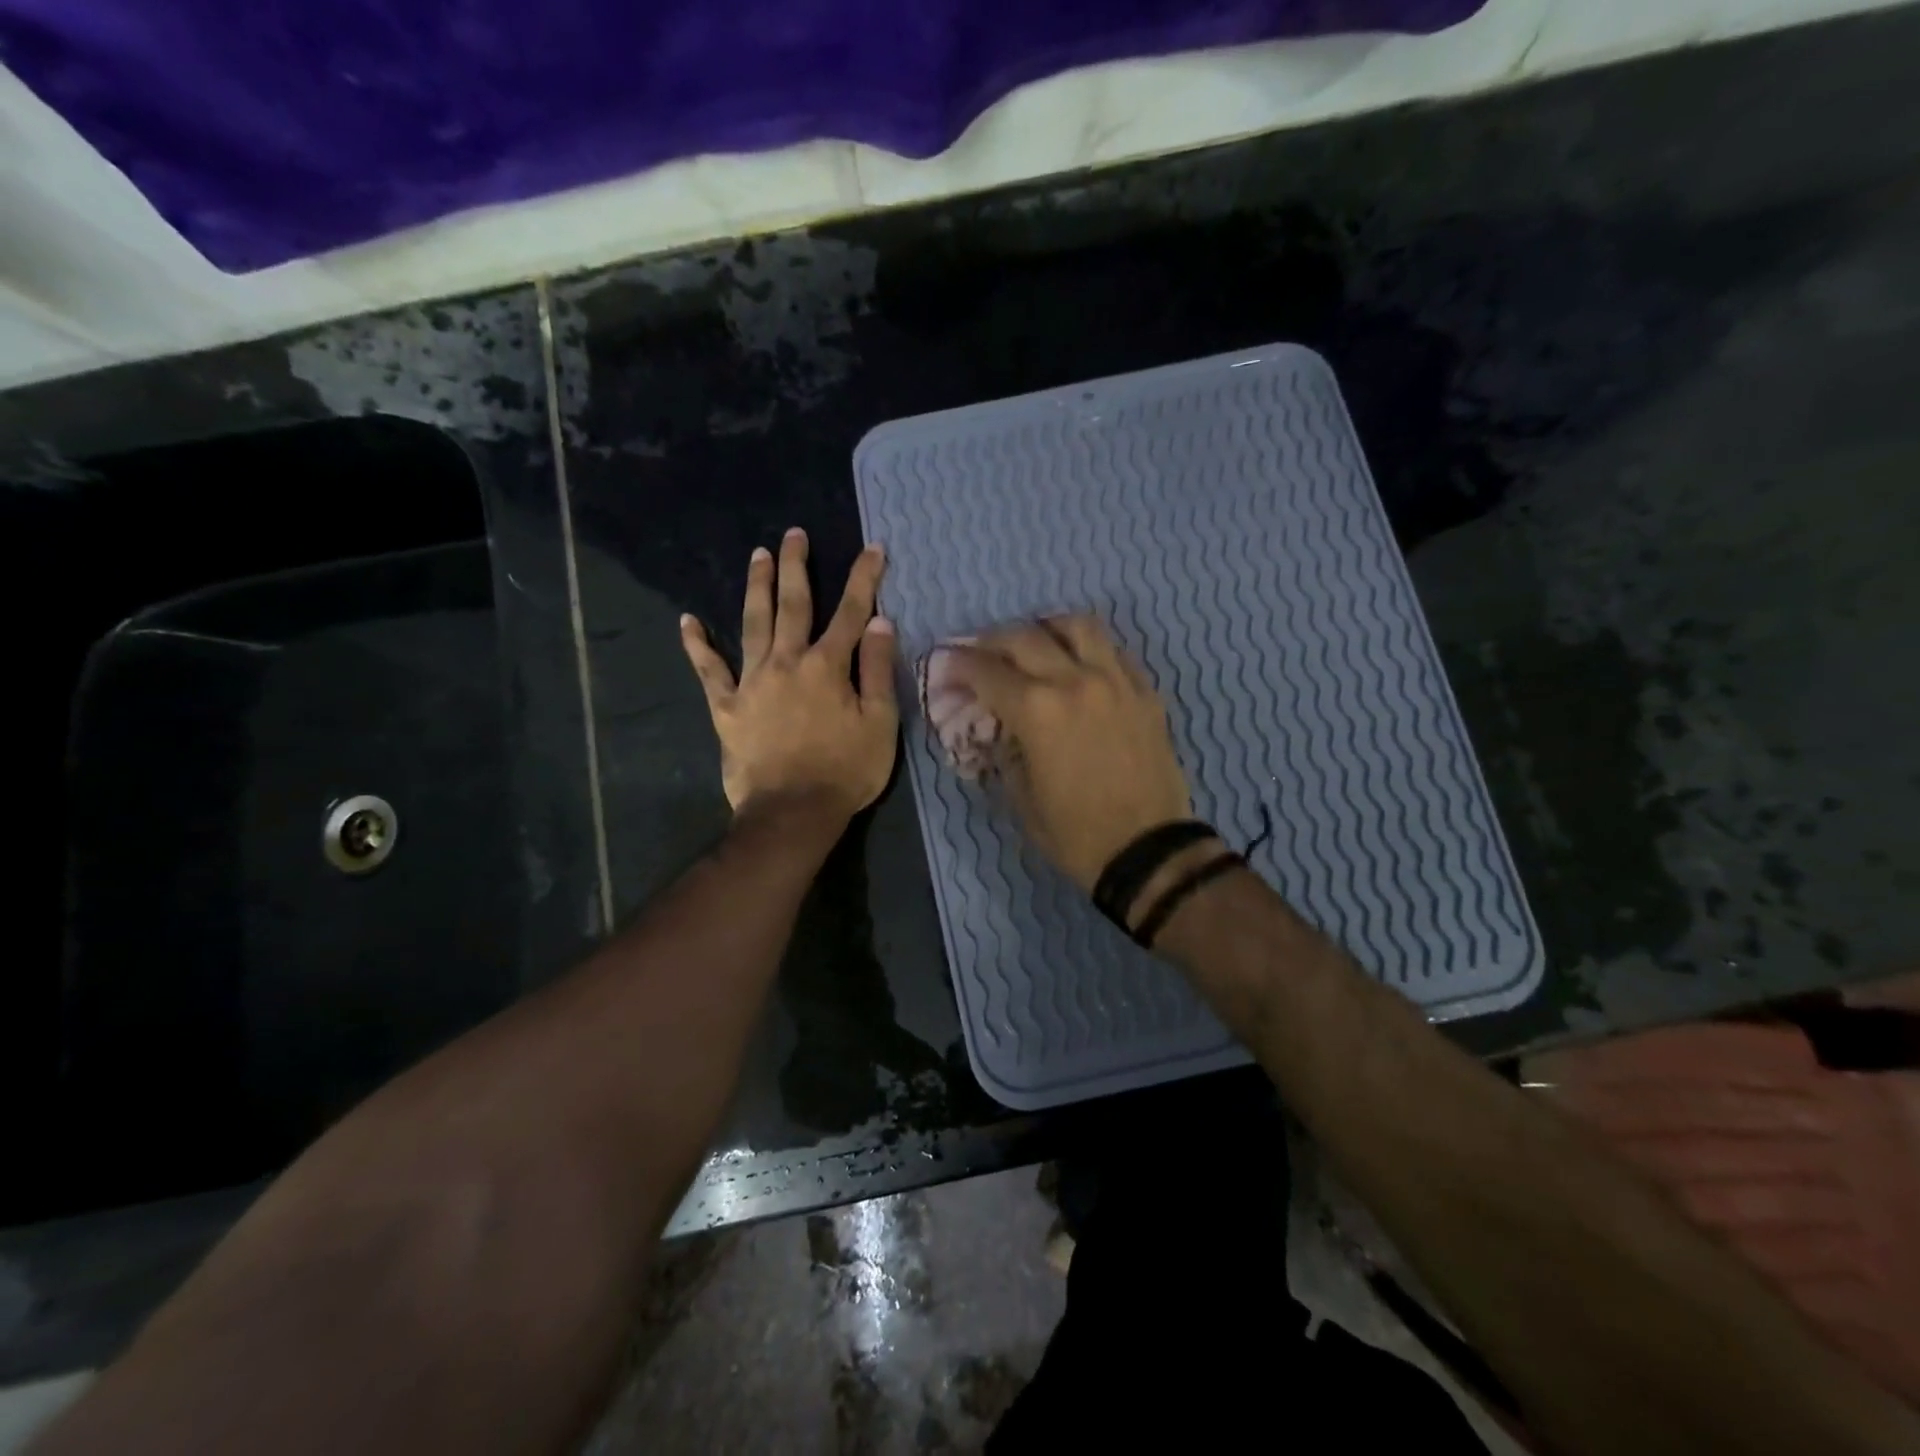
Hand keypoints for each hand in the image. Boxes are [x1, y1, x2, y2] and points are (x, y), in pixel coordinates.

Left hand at [680, 528, 898, 828]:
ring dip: (756, 587)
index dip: (863, 579)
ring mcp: (752, 682)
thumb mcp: (880, 724)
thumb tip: (880, 623)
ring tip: (757, 555)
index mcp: (828, 666)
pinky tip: (688, 622)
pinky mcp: (726, 707)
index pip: (851, 612)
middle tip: (793, 534)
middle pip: (793, 605)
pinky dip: (698, 646)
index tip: (872, 548)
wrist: (792, 813)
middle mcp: (787, 662)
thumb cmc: (845, 771)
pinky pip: (709, 671)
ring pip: (753, 624)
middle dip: (796, 567)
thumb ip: (879, 671)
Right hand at [941, 617, 1191, 890]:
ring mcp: (1115, 681)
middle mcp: (1074, 681)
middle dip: (992, 639)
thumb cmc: (1075, 833)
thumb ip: (1004, 750)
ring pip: (1077, 626)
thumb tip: (998, 727)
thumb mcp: (1021, 797)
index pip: (986, 671)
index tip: (947, 663)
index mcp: (1036, 710)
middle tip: (981, 652)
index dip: (959, 664)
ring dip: (1046, 627)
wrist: (1148, 850)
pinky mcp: (1145, 692)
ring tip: (1036, 642)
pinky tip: (1079, 664)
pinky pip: (1114, 651)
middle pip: (1024, 637)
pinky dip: (1088, 648)